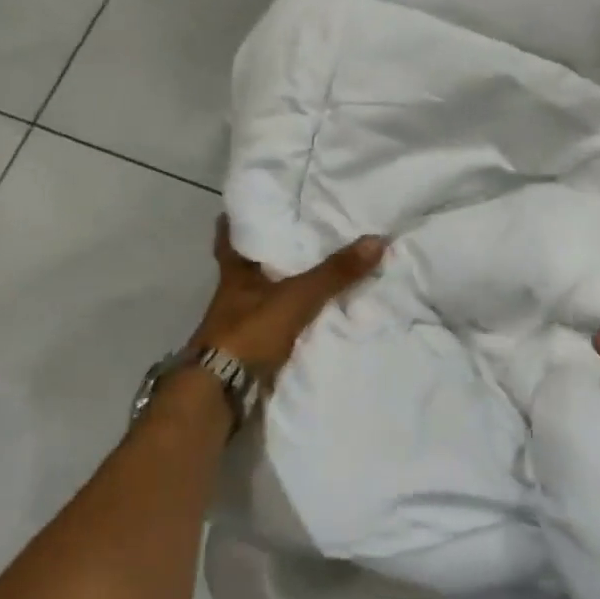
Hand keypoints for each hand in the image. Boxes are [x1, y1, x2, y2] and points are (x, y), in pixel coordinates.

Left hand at [189, 218, 385, 384]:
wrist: (222, 392)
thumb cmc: (250, 332)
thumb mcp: (297, 297)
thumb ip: (334, 273)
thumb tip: (377, 239)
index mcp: (236, 273)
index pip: (230, 238)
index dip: (237, 222)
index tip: (253, 206)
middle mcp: (234, 295)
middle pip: (250, 267)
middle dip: (271, 255)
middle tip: (299, 236)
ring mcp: (241, 325)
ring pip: (263, 297)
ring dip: (283, 288)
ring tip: (315, 273)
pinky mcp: (251, 350)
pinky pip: (275, 326)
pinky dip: (291, 320)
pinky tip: (312, 317)